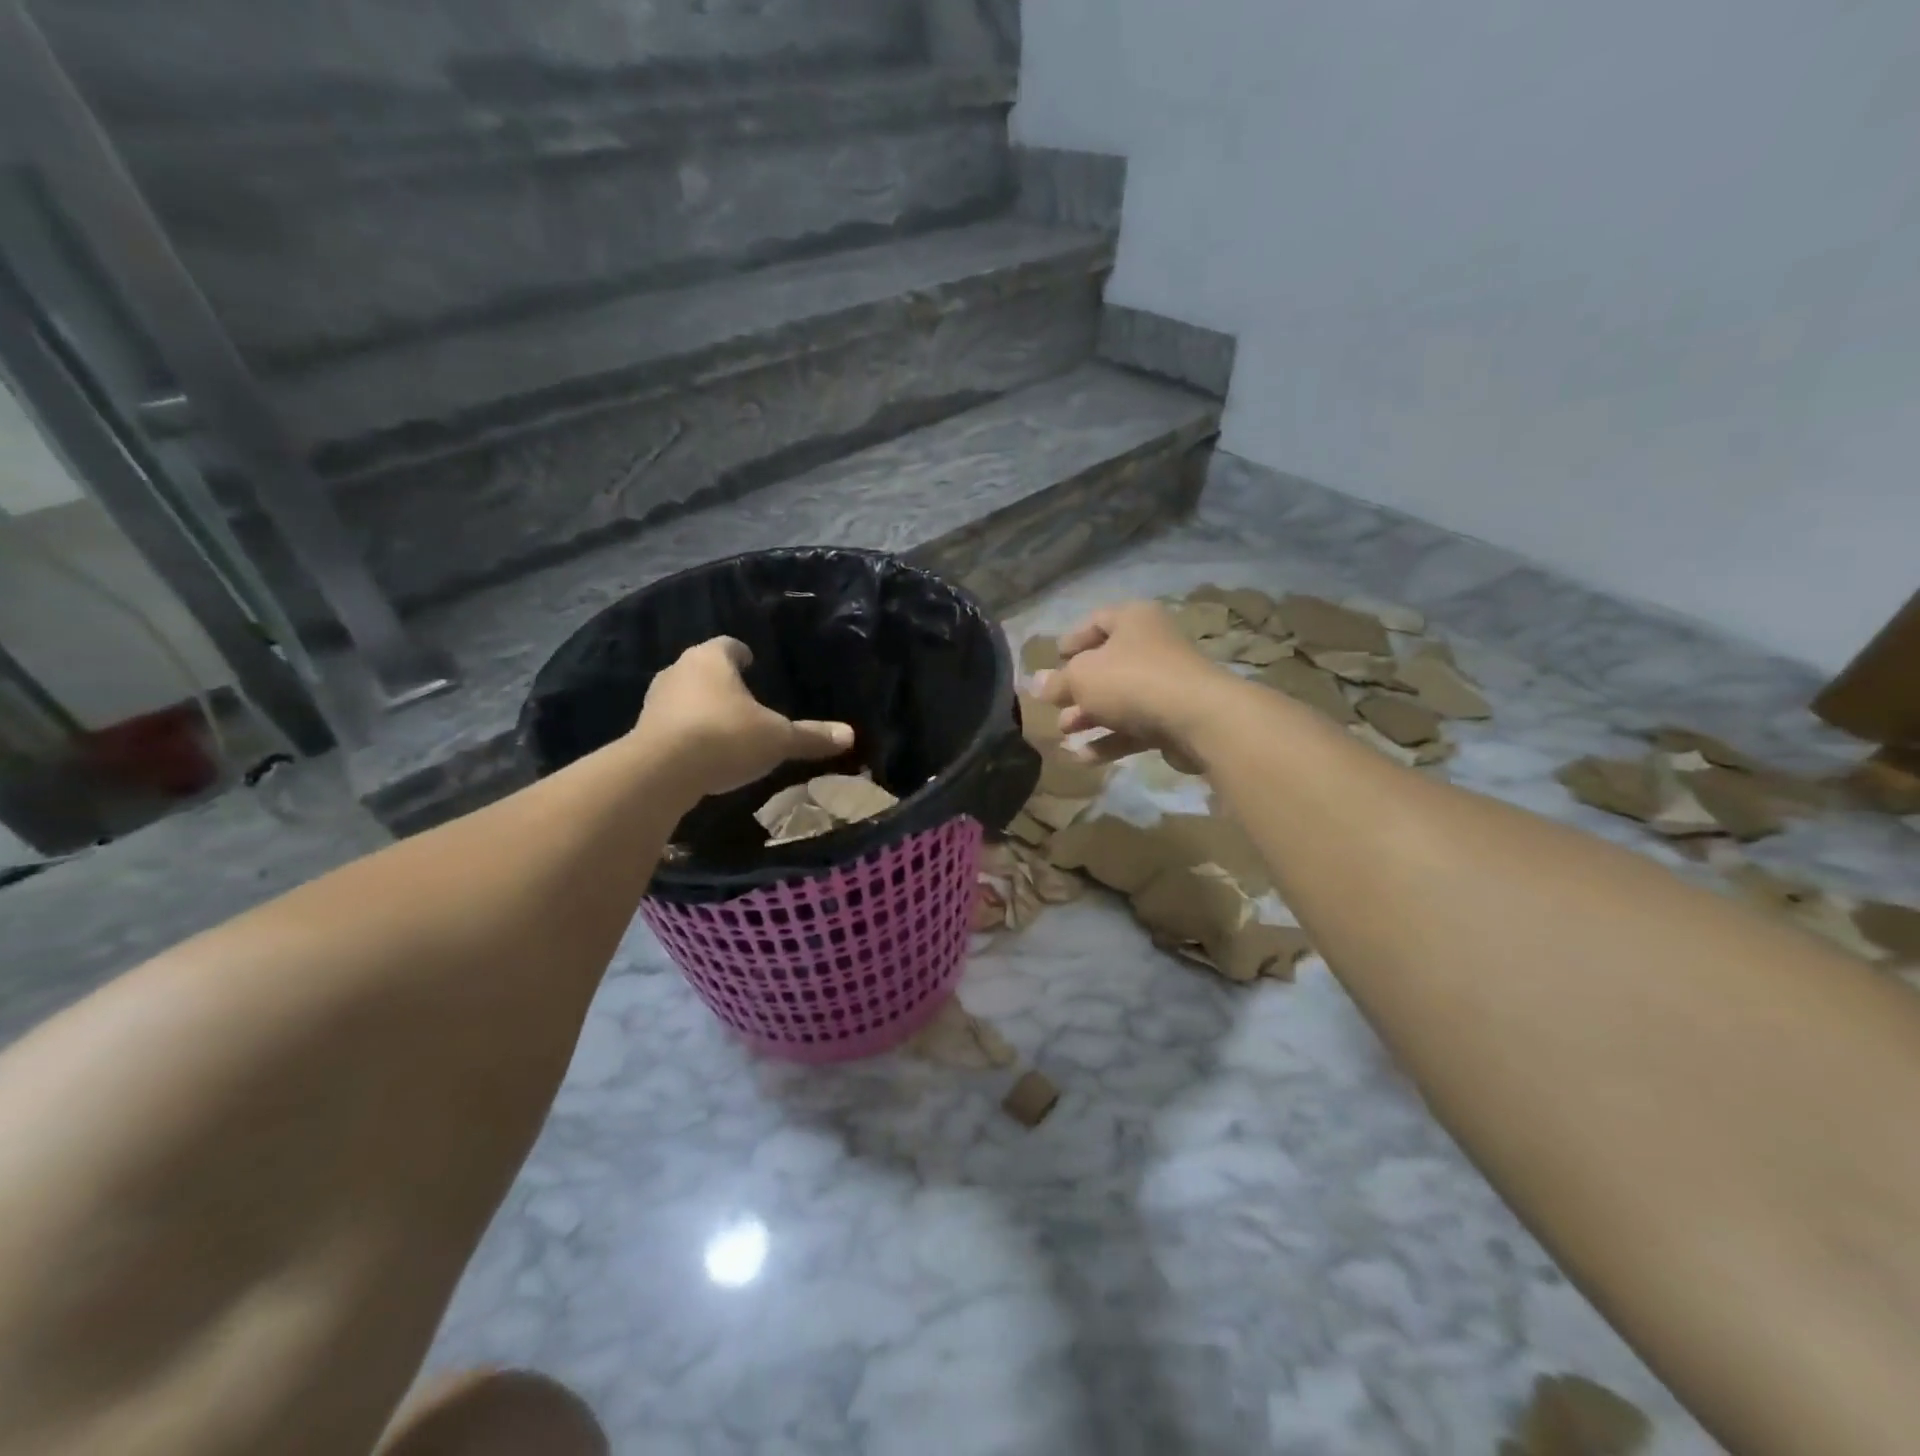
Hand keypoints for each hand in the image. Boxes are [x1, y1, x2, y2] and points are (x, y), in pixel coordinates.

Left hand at [635, 637, 853, 795]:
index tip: (752, 663)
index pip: (729, 646)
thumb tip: (850, 734)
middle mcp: (679, 670)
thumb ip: (811, 736)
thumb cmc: (726, 738)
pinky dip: (686, 732)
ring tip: (723, 726)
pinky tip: (702, 752)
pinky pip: (671, 724)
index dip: (743, 654)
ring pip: (684, 696)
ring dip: (701, 707)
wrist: (661, 772)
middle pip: (703, 668)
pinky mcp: (642, 731)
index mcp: (712, 659)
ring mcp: (655, 700)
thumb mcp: (778, 739)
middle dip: (722, 682)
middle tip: (743, 698)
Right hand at [1035, 601, 1228, 769]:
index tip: (1054, 657)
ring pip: (1119, 699)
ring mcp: (1166, 684)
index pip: (1098, 621)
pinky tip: (1083, 758)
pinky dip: (1109, 739)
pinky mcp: (1174, 719)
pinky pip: (1134, 727)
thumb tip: (1035, 684)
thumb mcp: (1081, 678)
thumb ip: (1057, 682)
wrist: (1197, 718)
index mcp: (1133, 620)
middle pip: (1107, 665)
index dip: (1073, 639)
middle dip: (1077, 689)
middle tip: (1053, 706)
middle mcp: (1152, 646)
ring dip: (1089, 717)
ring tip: (1064, 733)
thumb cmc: (1131, 680)